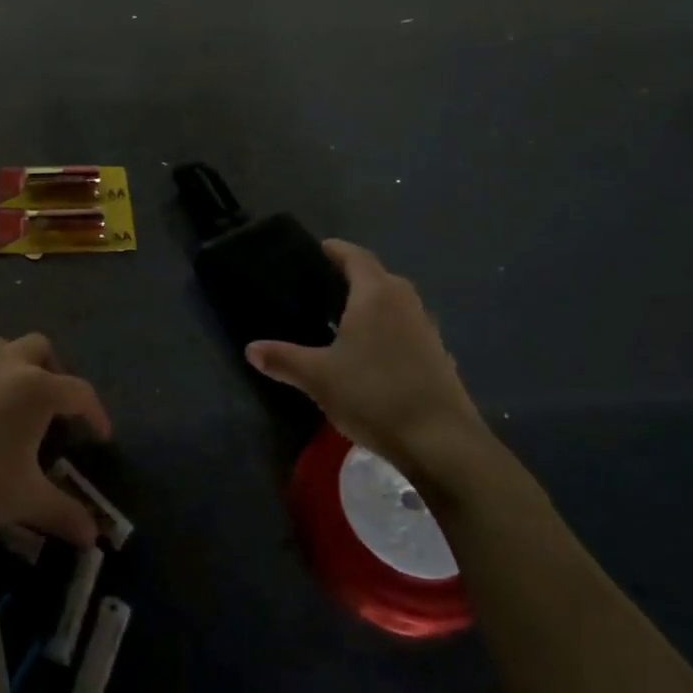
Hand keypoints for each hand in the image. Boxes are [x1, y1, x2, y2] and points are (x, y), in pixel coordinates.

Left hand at [0, 334, 110, 545]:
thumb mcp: (21, 500)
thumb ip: (61, 513)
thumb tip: (94, 536)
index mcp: (36, 388)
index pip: (80, 392)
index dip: (96, 413)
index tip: (102, 436)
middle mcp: (7, 363)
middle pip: (41, 349)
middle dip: (54, 371)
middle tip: (53, 407)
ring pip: (3, 348)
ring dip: (15, 367)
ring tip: (11, 404)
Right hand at [246, 239, 488, 475]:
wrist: (441, 442)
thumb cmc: (374, 394)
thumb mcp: (318, 377)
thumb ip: (283, 359)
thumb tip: (250, 349)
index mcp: (376, 294)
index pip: (355, 256)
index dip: (336, 250)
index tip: (318, 249)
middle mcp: (405, 302)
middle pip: (377, 277)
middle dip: (352, 277)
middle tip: (322, 288)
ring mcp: (426, 329)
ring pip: (395, 304)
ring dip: (372, 305)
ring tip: (343, 320)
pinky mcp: (438, 356)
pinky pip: (406, 330)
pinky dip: (388, 331)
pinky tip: (372, 355)